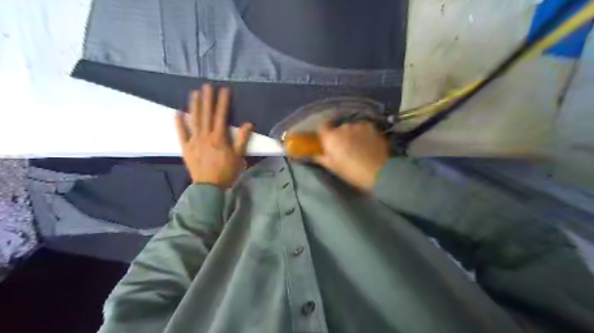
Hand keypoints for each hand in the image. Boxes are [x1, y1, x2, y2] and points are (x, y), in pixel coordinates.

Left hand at [174, 85, 252, 187]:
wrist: (210, 187)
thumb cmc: (227, 172)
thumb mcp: (239, 157)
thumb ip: (242, 139)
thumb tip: (249, 123)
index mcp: (219, 138)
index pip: (221, 116)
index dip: (223, 102)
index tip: (224, 90)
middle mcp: (205, 136)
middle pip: (206, 114)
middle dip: (207, 99)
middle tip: (207, 85)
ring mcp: (194, 141)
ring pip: (194, 120)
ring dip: (194, 106)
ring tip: (194, 93)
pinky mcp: (186, 148)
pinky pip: (181, 133)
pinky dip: (179, 123)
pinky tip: (177, 112)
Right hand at [311, 120, 390, 190]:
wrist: (378, 172)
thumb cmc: (351, 172)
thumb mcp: (332, 167)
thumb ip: (320, 158)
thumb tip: (313, 154)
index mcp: (330, 137)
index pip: (321, 126)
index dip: (323, 132)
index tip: (325, 138)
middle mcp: (342, 127)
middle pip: (337, 128)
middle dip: (339, 136)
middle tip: (343, 147)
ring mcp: (358, 125)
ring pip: (351, 128)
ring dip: (352, 134)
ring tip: (358, 146)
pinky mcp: (371, 126)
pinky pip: (363, 128)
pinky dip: (363, 134)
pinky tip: (367, 143)